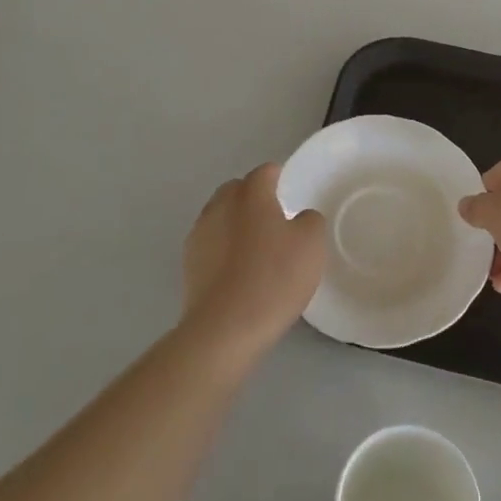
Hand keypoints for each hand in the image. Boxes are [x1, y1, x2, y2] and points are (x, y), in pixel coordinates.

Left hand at [182, 164, 326, 358]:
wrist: (224, 329)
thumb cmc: (273, 278)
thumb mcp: (311, 245)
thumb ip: (310, 220)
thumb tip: (300, 217)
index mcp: (251, 194)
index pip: (265, 172)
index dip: (279, 177)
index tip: (290, 193)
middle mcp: (220, 205)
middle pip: (237, 190)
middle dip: (253, 198)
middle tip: (274, 220)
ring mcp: (199, 234)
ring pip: (220, 216)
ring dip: (235, 224)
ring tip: (254, 249)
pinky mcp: (188, 264)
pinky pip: (210, 244)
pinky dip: (222, 249)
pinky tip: (236, 272)